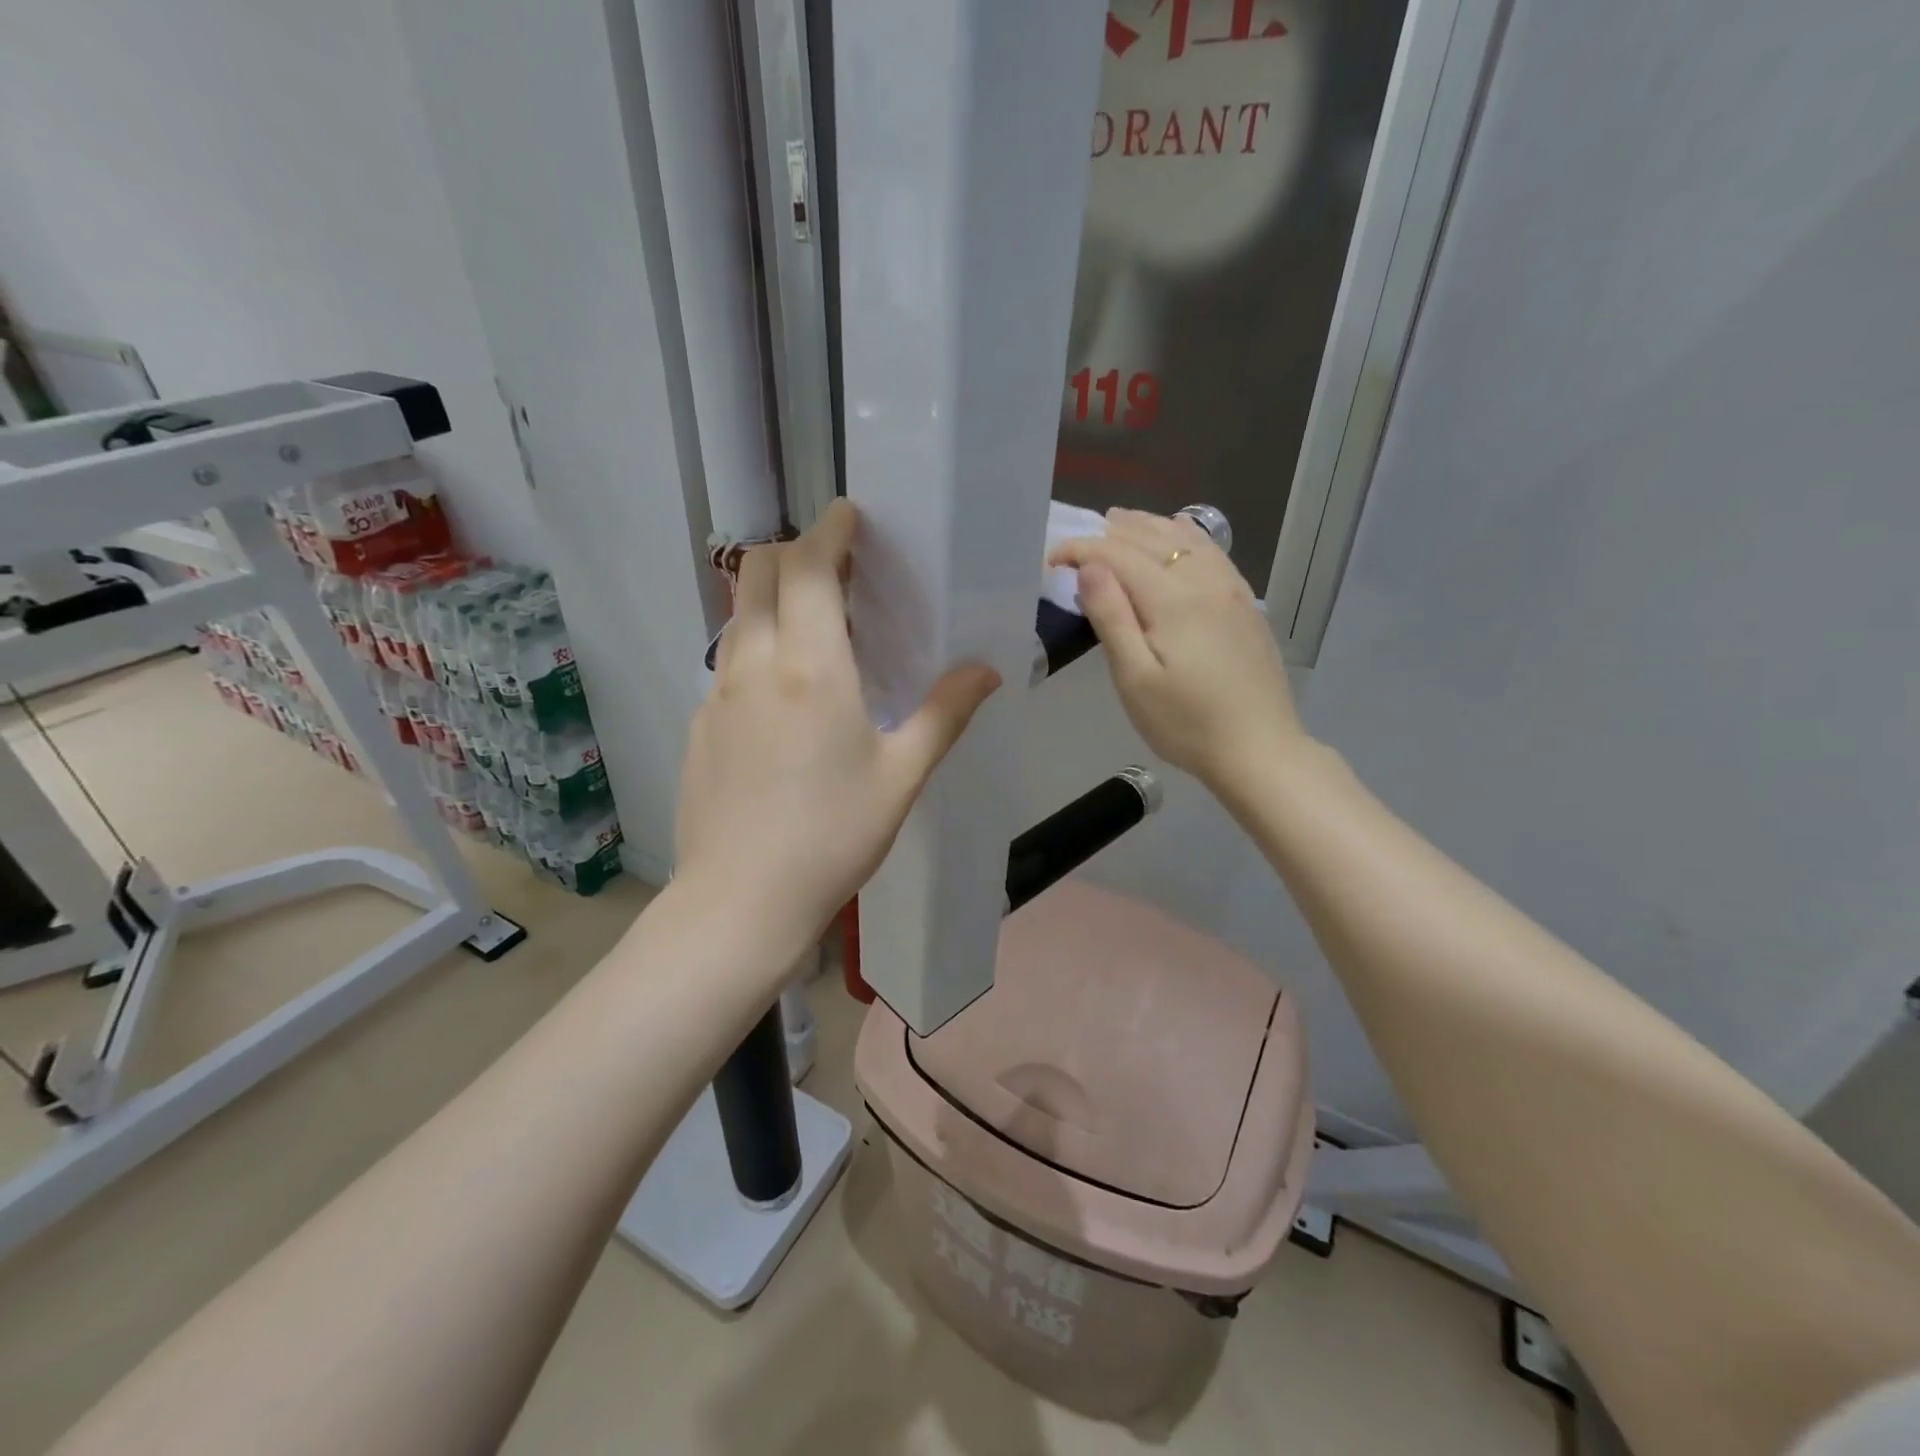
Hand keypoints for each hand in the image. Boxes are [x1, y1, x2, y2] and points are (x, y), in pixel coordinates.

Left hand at [675, 500, 999, 945]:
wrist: (741, 901)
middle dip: (792, 553)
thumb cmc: (833, 836)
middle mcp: (755, 664)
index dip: (829, 531)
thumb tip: (987, 670)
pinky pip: (726, 664)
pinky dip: (754, 649)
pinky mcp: (698, 725)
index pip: (808, 567)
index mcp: (811, 667)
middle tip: (835, 574)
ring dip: (770, 599)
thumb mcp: (901, 776)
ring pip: (736, 616)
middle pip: (756, 572)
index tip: (849, 517)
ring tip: (811, 630)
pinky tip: (781, 699)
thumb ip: (945, 714)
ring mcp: (717, 694)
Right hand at [1049, 508, 1305, 791]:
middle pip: (1152, 539)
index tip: (1052, 560)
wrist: (1259, 749)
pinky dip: (1185, 536)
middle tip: (1079, 541)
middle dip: (1110, 533)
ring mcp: (1232, 590)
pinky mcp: (1246, 604)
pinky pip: (1211, 551)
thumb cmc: (1186, 723)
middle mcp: (1205, 581)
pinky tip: (1178, 538)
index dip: (1081, 550)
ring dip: (1148, 527)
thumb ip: (1112, 618)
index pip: (1118, 555)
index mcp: (1173, 599)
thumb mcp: (1135, 679)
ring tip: (1120, 522)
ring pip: (1185, 538)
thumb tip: (1089, 568)